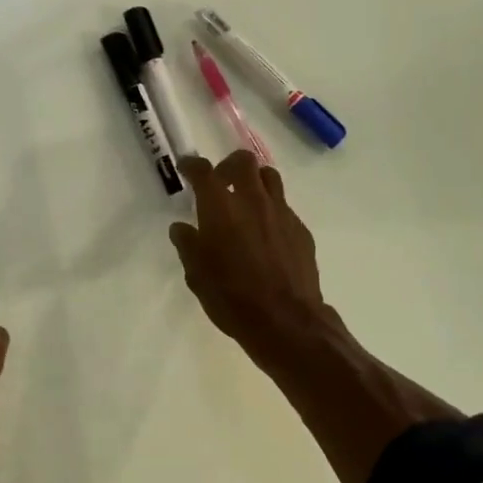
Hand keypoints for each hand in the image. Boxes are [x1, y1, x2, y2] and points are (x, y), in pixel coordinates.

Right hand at [169, 151, 329, 368]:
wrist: (286, 320)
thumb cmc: (231, 297)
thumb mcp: (197, 275)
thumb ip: (188, 245)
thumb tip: (182, 228)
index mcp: (220, 207)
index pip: (203, 171)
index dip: (192, 165)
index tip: (187, 168)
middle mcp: (252, 200)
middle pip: (243, 161)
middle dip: (228, 165)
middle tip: (220, 183)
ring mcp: (281, 213)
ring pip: (269, 177)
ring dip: (255, 181)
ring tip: (246, 201)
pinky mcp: (300, 229)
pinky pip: (284, 207)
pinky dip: (271, 210)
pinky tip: (266, 234)